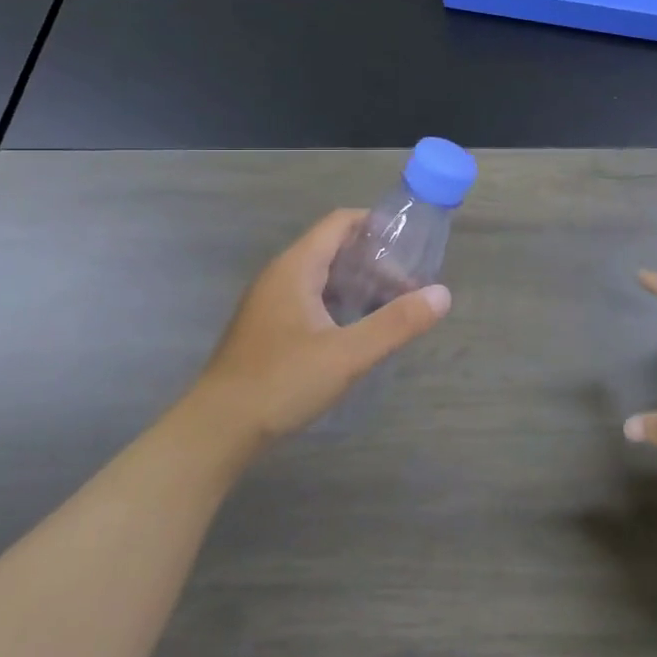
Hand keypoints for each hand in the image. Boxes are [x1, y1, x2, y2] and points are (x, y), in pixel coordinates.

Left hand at [191, 209, 449, 445]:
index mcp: (295, 268)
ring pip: (322, 278)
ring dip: (358, 285)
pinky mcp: (268, 330)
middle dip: (375, 261)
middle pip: (333, 249)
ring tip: (392, 307)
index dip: (376, 226)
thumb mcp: (346, 355)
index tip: (411, 245)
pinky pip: (311, 301)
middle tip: (409, 286)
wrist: (215, 432)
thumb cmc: (281, 383)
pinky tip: (358, 332)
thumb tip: (442, 294)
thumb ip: (396, 323)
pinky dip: (340, 304)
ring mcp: (270, 304)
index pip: (340, 223)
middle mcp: (280, 277)